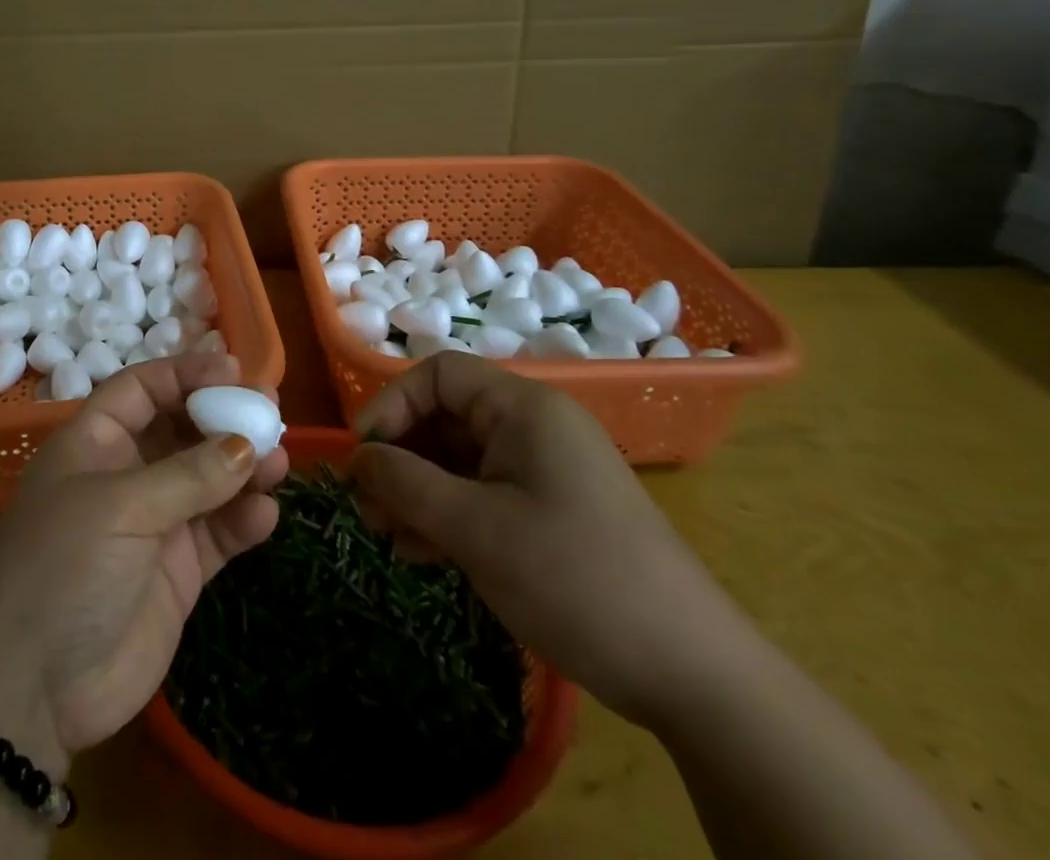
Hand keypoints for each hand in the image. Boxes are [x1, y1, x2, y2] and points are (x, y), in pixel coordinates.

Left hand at [0, 350, 288, 766]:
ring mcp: (154, 522)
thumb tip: (246, 446)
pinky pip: (218, 532)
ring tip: (278, 462)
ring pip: (209, 478)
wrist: (33, 692)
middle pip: (182, 429)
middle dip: (225, 418)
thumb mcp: (120, 508)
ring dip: (244, 467)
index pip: (142, 389)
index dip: (184, 374)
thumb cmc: (63, 569)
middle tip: (271, 411)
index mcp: (95, 443)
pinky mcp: (177, 570)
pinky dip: (243, 520)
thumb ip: (188, 475)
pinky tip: (265, 515)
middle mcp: (126, 474)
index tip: (233, 370)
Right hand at [350, 351, 751, 727]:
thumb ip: (405, 483)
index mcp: (524, 408)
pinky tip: (423, 554)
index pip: (438, 374)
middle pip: (446, 418)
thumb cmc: (574, 578)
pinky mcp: (551, 511)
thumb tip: (356, 458)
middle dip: (400, 458)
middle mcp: (534, 427)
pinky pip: (483, 494)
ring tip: (389, 536)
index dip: (392, 405)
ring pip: (459, 461)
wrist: (693, 675)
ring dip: (418, 492)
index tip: (364, 457)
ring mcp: (544, 471)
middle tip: (369, 509)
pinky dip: (448, 515)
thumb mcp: (476, 529)